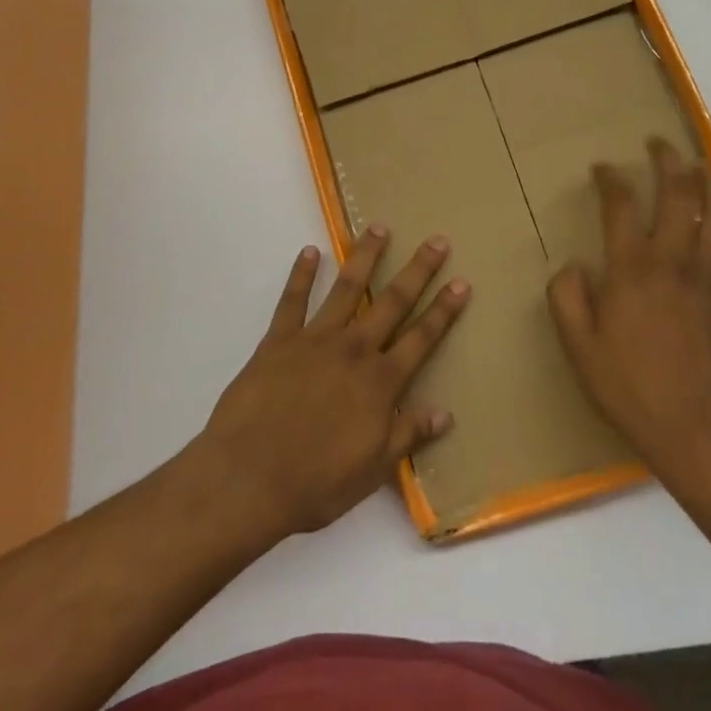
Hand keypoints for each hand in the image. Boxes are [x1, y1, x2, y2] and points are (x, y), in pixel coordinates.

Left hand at [191, 227, 470, 541]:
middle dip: (417, 271)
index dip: (444, 311)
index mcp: (380, 382)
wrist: (249, 477)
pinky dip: (300, 274)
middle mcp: (354, 350)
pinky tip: (309, 252)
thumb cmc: (316, 482)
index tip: (461, 282)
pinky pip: (292, 300)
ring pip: (347, 289)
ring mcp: (315, 340)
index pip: (421, 339)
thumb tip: (445, 413)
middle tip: (436, 240)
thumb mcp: (373, 470)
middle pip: (392, 302)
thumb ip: (408, 436)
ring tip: (378, 228)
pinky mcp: (278, 340)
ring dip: (365, 257)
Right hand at [548, 137, 710, 478]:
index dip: (611, 179)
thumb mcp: (578, 348)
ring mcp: (710, 279)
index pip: (621, 206)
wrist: (698, 432)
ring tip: (699, 166)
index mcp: (632, 271)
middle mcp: (674, 263)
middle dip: (668, 161)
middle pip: (679, 195)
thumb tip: (574, 266)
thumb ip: (567, 298)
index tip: (602, 168)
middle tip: (658, 144)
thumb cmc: (630, 389)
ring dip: (709, 182)